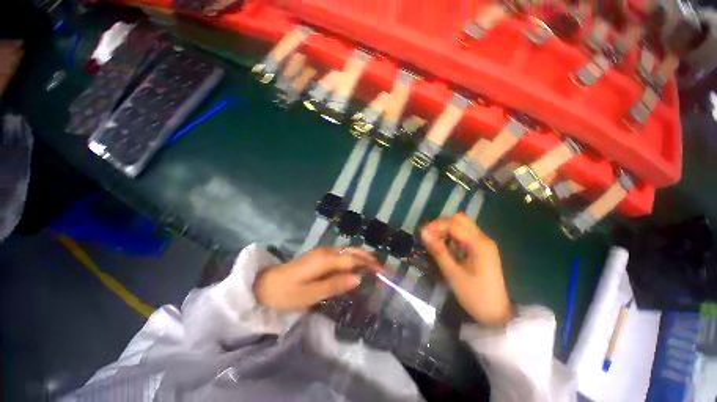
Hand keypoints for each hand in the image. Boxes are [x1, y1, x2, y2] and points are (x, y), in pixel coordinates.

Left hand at [254, 247, 381, 311]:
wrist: (265, 285)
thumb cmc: (286, 292)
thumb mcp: (310, 294)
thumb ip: (334, 285)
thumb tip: (358, 278)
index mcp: (325, 259)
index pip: (353, 259)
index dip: (370, 265)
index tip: (384, 273)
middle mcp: (327, 251)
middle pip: (353, 251)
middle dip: (369, 258)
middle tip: (383, 270)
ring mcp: (323, 253)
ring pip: (348, 252)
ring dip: (362, 258)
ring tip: (375, 268)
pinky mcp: (321, 257)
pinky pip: (342, 256)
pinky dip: (353, 260)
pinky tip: (358, 267)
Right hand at [421, 213, 512, 326]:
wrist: (495, 314)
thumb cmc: (474, 295)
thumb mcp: (453, 273)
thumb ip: (438, 251)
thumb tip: (423, 233)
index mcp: (479, 244)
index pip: (454, 224)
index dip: (436, 226)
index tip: (422, 234)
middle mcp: (483, 239)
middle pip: (459, 220)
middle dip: (441, 225)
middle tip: (429, 237)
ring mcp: (483, 244)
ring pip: (461, 226)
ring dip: (446, 230)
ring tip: (434, 242)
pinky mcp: (481, 249)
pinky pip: (464, 235)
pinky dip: (452, 237)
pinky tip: (444, 246)